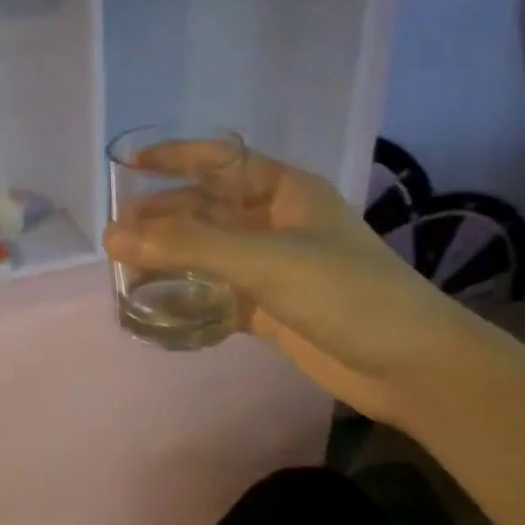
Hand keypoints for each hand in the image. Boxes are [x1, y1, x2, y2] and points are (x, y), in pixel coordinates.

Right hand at [103, 146, 485, 426]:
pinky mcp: (272, 307)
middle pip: (208, 208)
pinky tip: (158, 304)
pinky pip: (218, 292)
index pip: (220, 160)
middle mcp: (277, 222)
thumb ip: (186, 246)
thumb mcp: (264, 260)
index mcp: (285, 191)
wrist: (412, 366)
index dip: (174, 158)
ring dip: (172, 257)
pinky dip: (190, 296)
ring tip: (127, 267)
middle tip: (117, 232)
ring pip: (210, 252)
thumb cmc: (344, 293)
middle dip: (164, 215)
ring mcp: (275, 267)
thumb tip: (112, 235)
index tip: (128, 166)